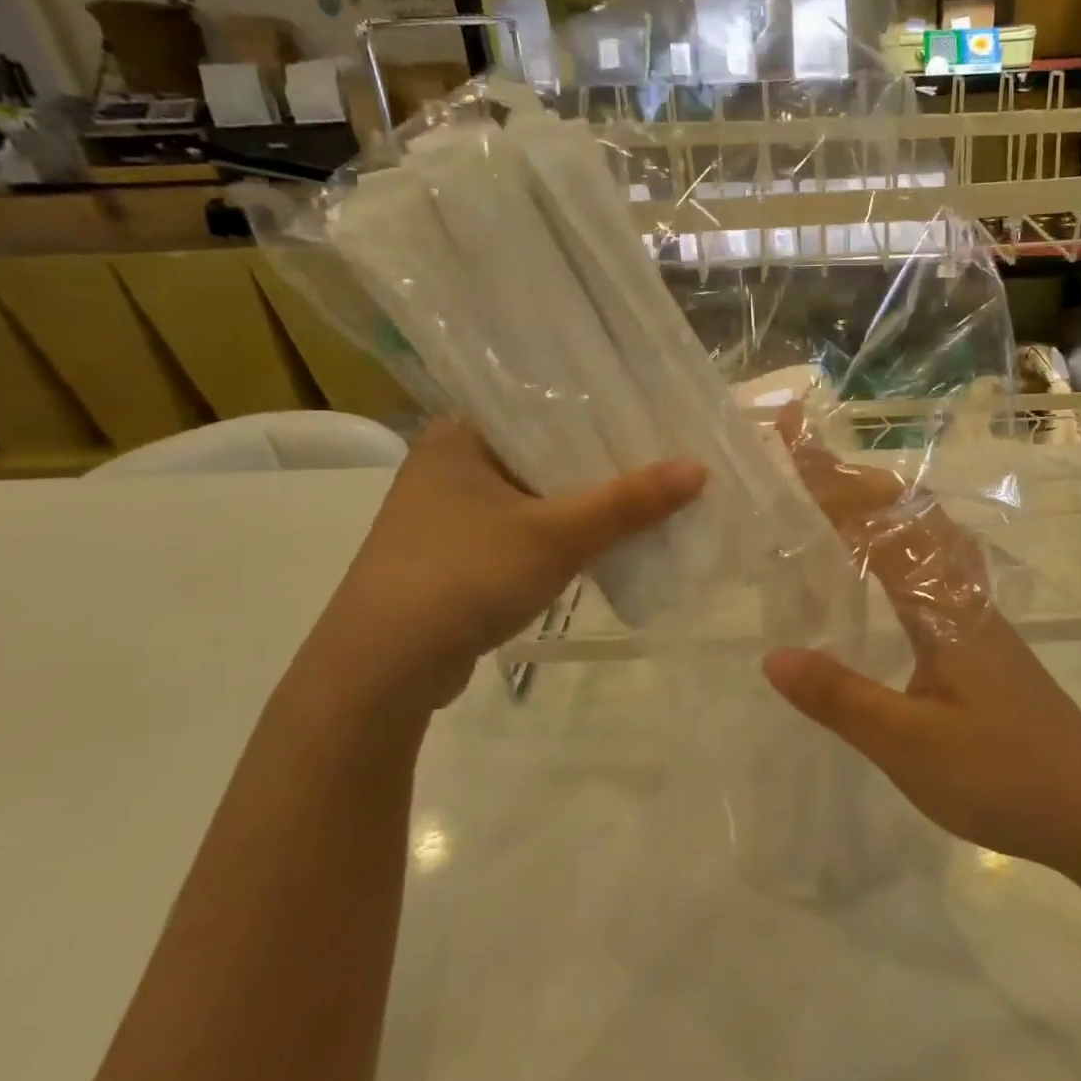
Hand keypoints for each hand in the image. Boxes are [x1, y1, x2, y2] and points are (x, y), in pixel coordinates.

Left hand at [313, 419, 705, 715]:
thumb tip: (699, 469)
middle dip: (601, 462)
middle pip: (545, 452)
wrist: (380, 673)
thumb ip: (628, 502)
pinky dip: (562, 534)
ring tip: (648, 494)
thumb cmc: (463, 577)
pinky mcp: (457, 556)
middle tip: (663, 455)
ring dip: (584, 502)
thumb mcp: (556, 535)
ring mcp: (449, 514)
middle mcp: (450, 465)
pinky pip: (525, 529)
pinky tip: (606, 539)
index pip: (542, 406)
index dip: (601, 412)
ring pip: (537, 494)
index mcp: (459, 436)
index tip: (654, 415)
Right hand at [763, 410, 1080, 881]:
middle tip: (807, 458)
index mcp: (940, 603)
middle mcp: (961, 590)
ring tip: (842, 494)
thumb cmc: (1004, 775)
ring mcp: (978, 610)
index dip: (830, 479)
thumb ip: (840, 698)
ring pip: (929, 531)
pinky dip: (906, 537)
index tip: (794, 435)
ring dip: (884, 502)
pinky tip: (895, 564)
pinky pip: (938, 560)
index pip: (876, 524)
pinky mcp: (986, 634)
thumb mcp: (909, 745)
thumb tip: (772, 656)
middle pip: (907, 510)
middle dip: (853, 478)